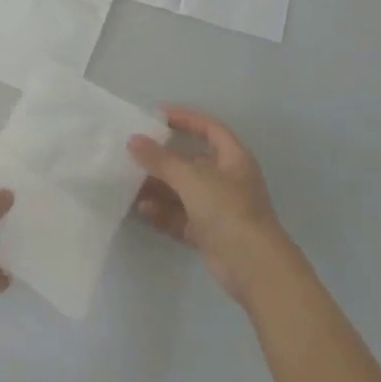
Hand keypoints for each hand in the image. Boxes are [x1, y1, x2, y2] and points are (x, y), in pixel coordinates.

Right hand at [128, 108, 292, 300]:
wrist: (253, 265)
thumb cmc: (227, 209)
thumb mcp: (191, 178)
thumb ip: (160, 159)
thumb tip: (134, 140)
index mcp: (233, 159)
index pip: (210, 129)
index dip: (186, 119)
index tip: (156, 115)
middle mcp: (227, 181)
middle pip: (191, 162)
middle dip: (162, 158)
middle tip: (133, 152)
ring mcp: (217, 208)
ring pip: (182, 191)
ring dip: (157, 187)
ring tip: (128, 182)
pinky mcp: (208, 233)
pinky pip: (179, 216)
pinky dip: (161, 213)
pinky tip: (140, 209)